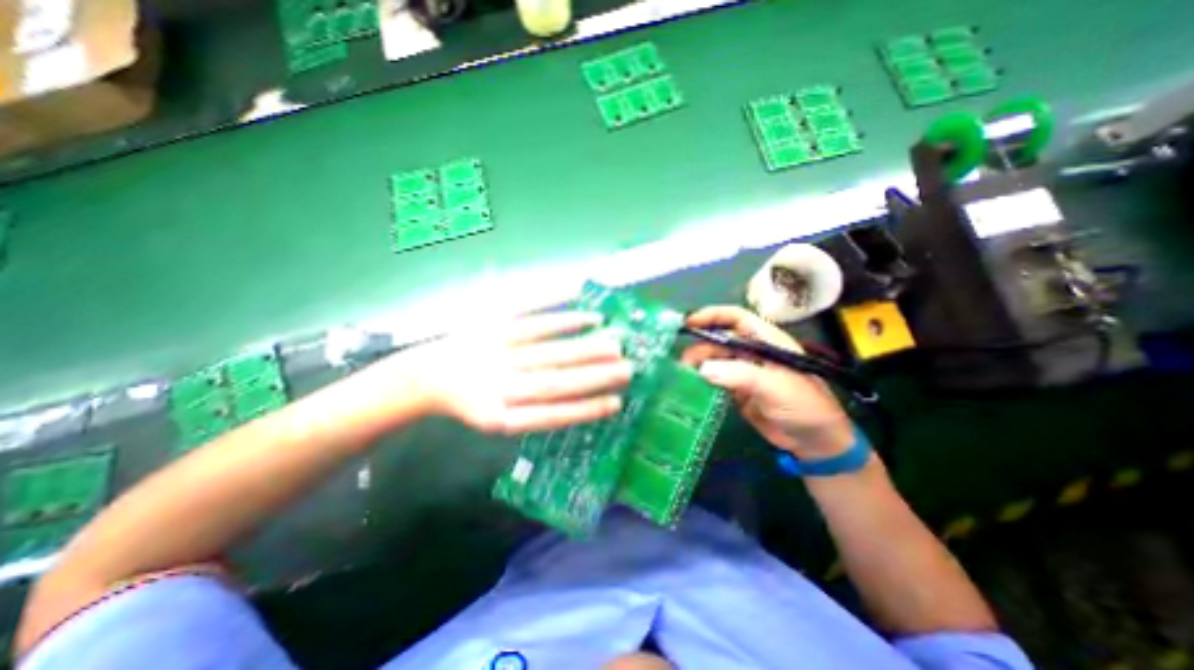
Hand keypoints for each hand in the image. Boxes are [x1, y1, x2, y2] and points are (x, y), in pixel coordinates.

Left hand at [396, 312, 637, 432]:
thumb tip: (582, 407)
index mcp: (501, 416)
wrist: (427, 377)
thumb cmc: (472, 401)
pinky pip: (527, 314)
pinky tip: (585, 307)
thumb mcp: (497, 421)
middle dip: (594, 375)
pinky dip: (558, 310)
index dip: (586, 410)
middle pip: (553, 380)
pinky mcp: (491, 324)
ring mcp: (496, 351)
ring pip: (545, 348)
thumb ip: (535, 417)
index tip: (617, 402)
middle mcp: (500, 384)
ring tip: (614, 341)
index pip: (552, 414)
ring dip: (582, 344)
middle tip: (628, 368)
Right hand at [681, 302, 857, 456]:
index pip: (737, 318)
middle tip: (684, 360)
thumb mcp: (774, 386)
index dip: (713, 316)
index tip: (690, 321)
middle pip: (721, 339)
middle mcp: (753, 352)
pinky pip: (716, 379)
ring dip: (699, 363)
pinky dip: (702, 380)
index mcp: (767, 341)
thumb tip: (703, 368)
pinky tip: (690, 384)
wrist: (815, 442)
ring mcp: (744, 371)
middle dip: (701, 345)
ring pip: (716, 359)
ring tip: (684, 374)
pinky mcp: (738, 390)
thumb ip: (739, 375)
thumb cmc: (804, 406)